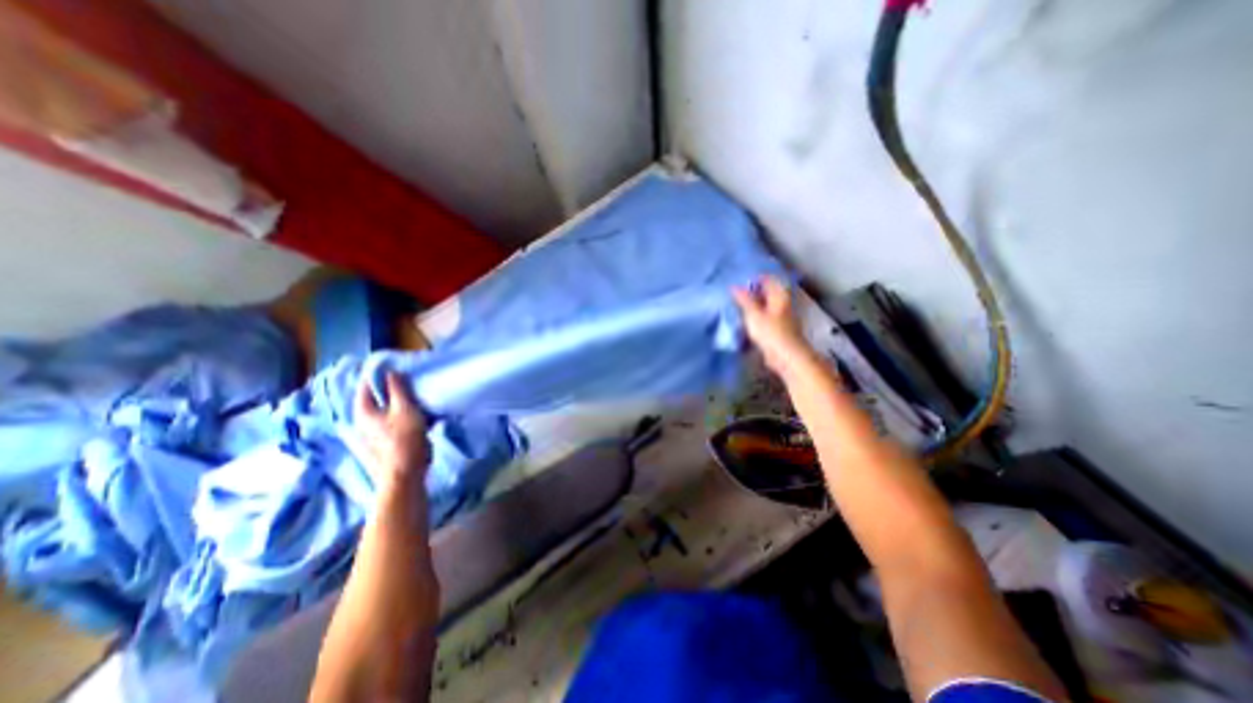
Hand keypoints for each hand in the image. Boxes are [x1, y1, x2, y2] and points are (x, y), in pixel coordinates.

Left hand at [353, 371, 430, 485]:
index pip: (365, 385)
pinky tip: (412, 412)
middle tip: (406, 377)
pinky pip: (390, 419)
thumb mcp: (405, 409)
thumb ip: (398, 389)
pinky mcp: (382, 442)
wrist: (404, 475)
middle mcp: (362, 421)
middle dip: (388, 387)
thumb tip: (391, 372)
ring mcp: (371, 433)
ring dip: (395, 400)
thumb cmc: (404, 439)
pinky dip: (399, 412)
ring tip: (412, 393)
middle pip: (374, 397)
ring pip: (383, 409)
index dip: (378, 373)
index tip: (394, 365)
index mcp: (363, 411)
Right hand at [730, 276, 818, 380]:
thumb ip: (744, 300)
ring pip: (766, 305)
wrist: (786, 357)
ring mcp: (781, 317)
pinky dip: (755, 316)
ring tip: (737, 305)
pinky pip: (764, 318)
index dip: (754, 278)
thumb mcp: (753, 314)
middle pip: (767, 292)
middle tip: (735, 293)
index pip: (768, 279)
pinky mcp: (777, 330)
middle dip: (753, 291)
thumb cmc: (771, 332)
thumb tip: (735, 286)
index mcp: (779, 296)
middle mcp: (782, 304)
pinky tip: (745, 321)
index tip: (739, 280)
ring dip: (753, 304)